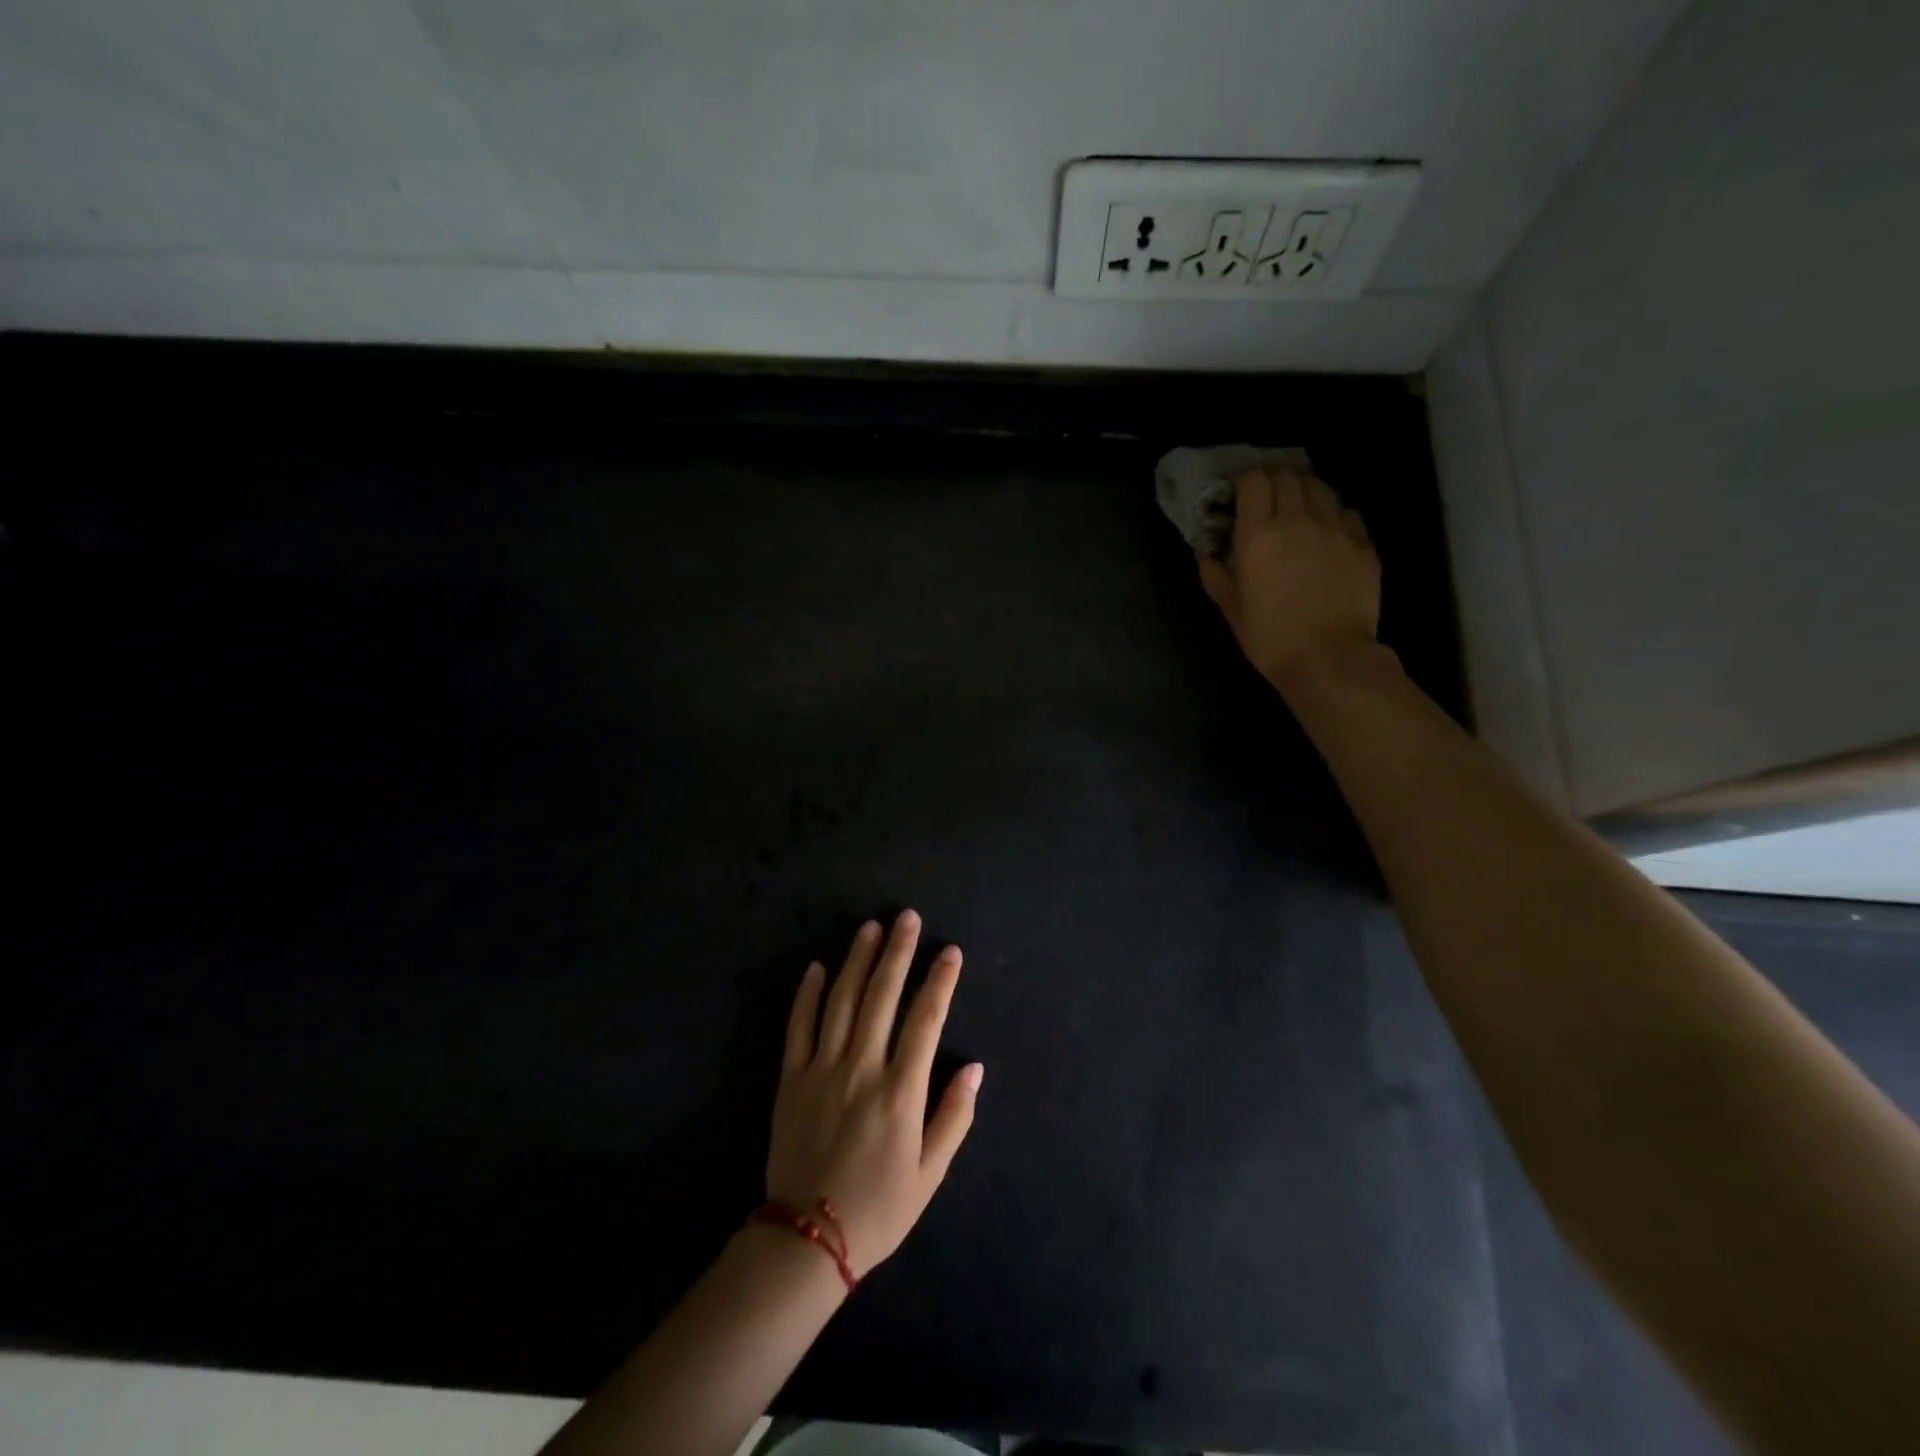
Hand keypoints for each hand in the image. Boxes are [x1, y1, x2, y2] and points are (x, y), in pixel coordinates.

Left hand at [767, 910, 981, 1277]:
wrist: (807, 1240)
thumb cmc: (878, 1209)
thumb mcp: (930, 1175)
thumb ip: (954, 1117)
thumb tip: (975, 1067)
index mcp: (900, 1091)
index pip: (926, 1021)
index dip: (940, 982)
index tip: (950, 951)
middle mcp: (862, 1069)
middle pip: (882, 996)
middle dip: (898, 953)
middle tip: (908, 917)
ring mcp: (822, 1069)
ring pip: (841, 1001)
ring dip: (857, 960)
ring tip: (871, 928)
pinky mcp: (791, 1079)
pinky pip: (799, 1026)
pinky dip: (808, 994)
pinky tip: (818, 967)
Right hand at [1199, 464, 1381, 690]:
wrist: (1330, 659)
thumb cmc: (1271, 638)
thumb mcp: (1232, 610)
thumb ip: (1216, 576)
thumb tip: (1207, 554)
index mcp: (1259, 535)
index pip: (1254, 480)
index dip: (1245, 481)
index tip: (1238, 495)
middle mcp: (1298, 520)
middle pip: (1288, 475)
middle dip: (1274, 480)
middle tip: (1266, 498)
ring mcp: (1336, 529)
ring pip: (1320, 487)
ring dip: (1304, 491)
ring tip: (1297, 509)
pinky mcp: (1364, 543)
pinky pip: (1347, 512)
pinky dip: (1333, 513)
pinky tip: (1327, 532)